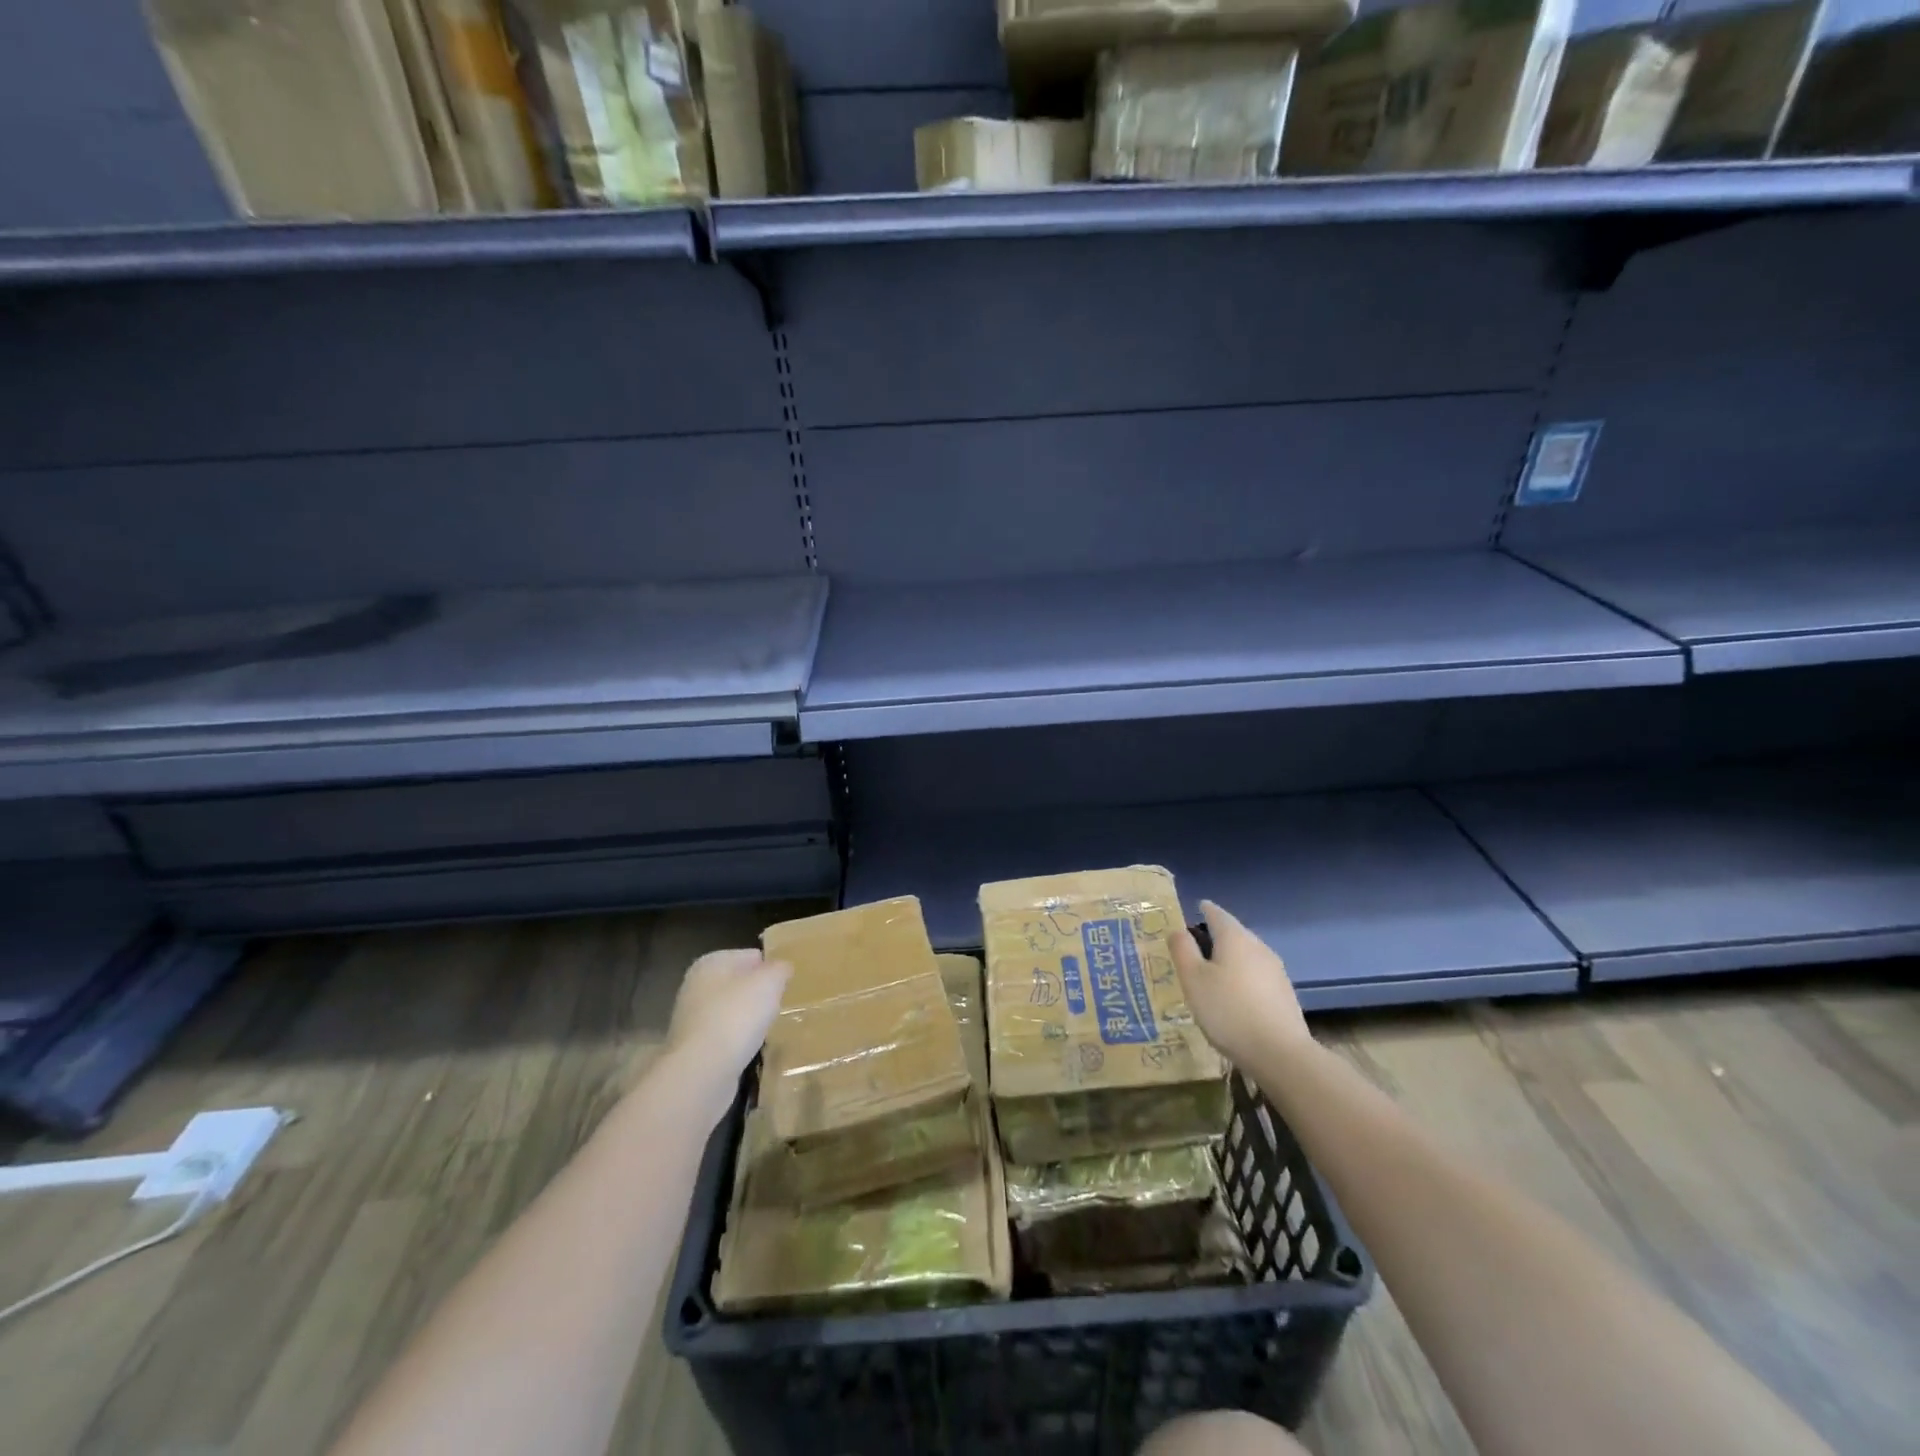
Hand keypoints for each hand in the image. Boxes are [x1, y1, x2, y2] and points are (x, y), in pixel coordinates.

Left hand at [665, 948, 790, 1086]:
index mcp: (712, 962)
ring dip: (749, 1020)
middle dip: (760, 995)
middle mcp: (696, 986)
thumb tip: (782, 968)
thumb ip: (780, 969)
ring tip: (769, 1030)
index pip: (752, 956)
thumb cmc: (737, 1016)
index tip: (788, 986)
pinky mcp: (693, 1048)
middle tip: (781, 1007)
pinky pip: (725, 1037)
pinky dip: (738, 1042)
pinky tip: (751, 1050)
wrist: (701, 1072)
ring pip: (732, 1011)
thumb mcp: (770, 982)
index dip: (772, 969)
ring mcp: (692, 1018)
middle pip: (740, 984)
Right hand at [1171, 901, 1310, 1066]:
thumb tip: (1178, 930)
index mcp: (1234, 938)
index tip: (1195, 909)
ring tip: (1212, 973)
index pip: (1217, 913)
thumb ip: (1182, 949)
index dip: (1204, 910)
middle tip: (1195, 946)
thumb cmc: (1228, 1010)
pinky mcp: (1284, 993)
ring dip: (1230, 958)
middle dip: (1215, 936)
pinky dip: (1242, 977)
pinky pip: (1257, 975)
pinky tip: (1234, 996)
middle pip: (1234, 933)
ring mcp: (1275, 970)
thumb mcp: (1193, 979)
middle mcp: (1258, 947)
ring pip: (1246, 955)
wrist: (1280, 1053)